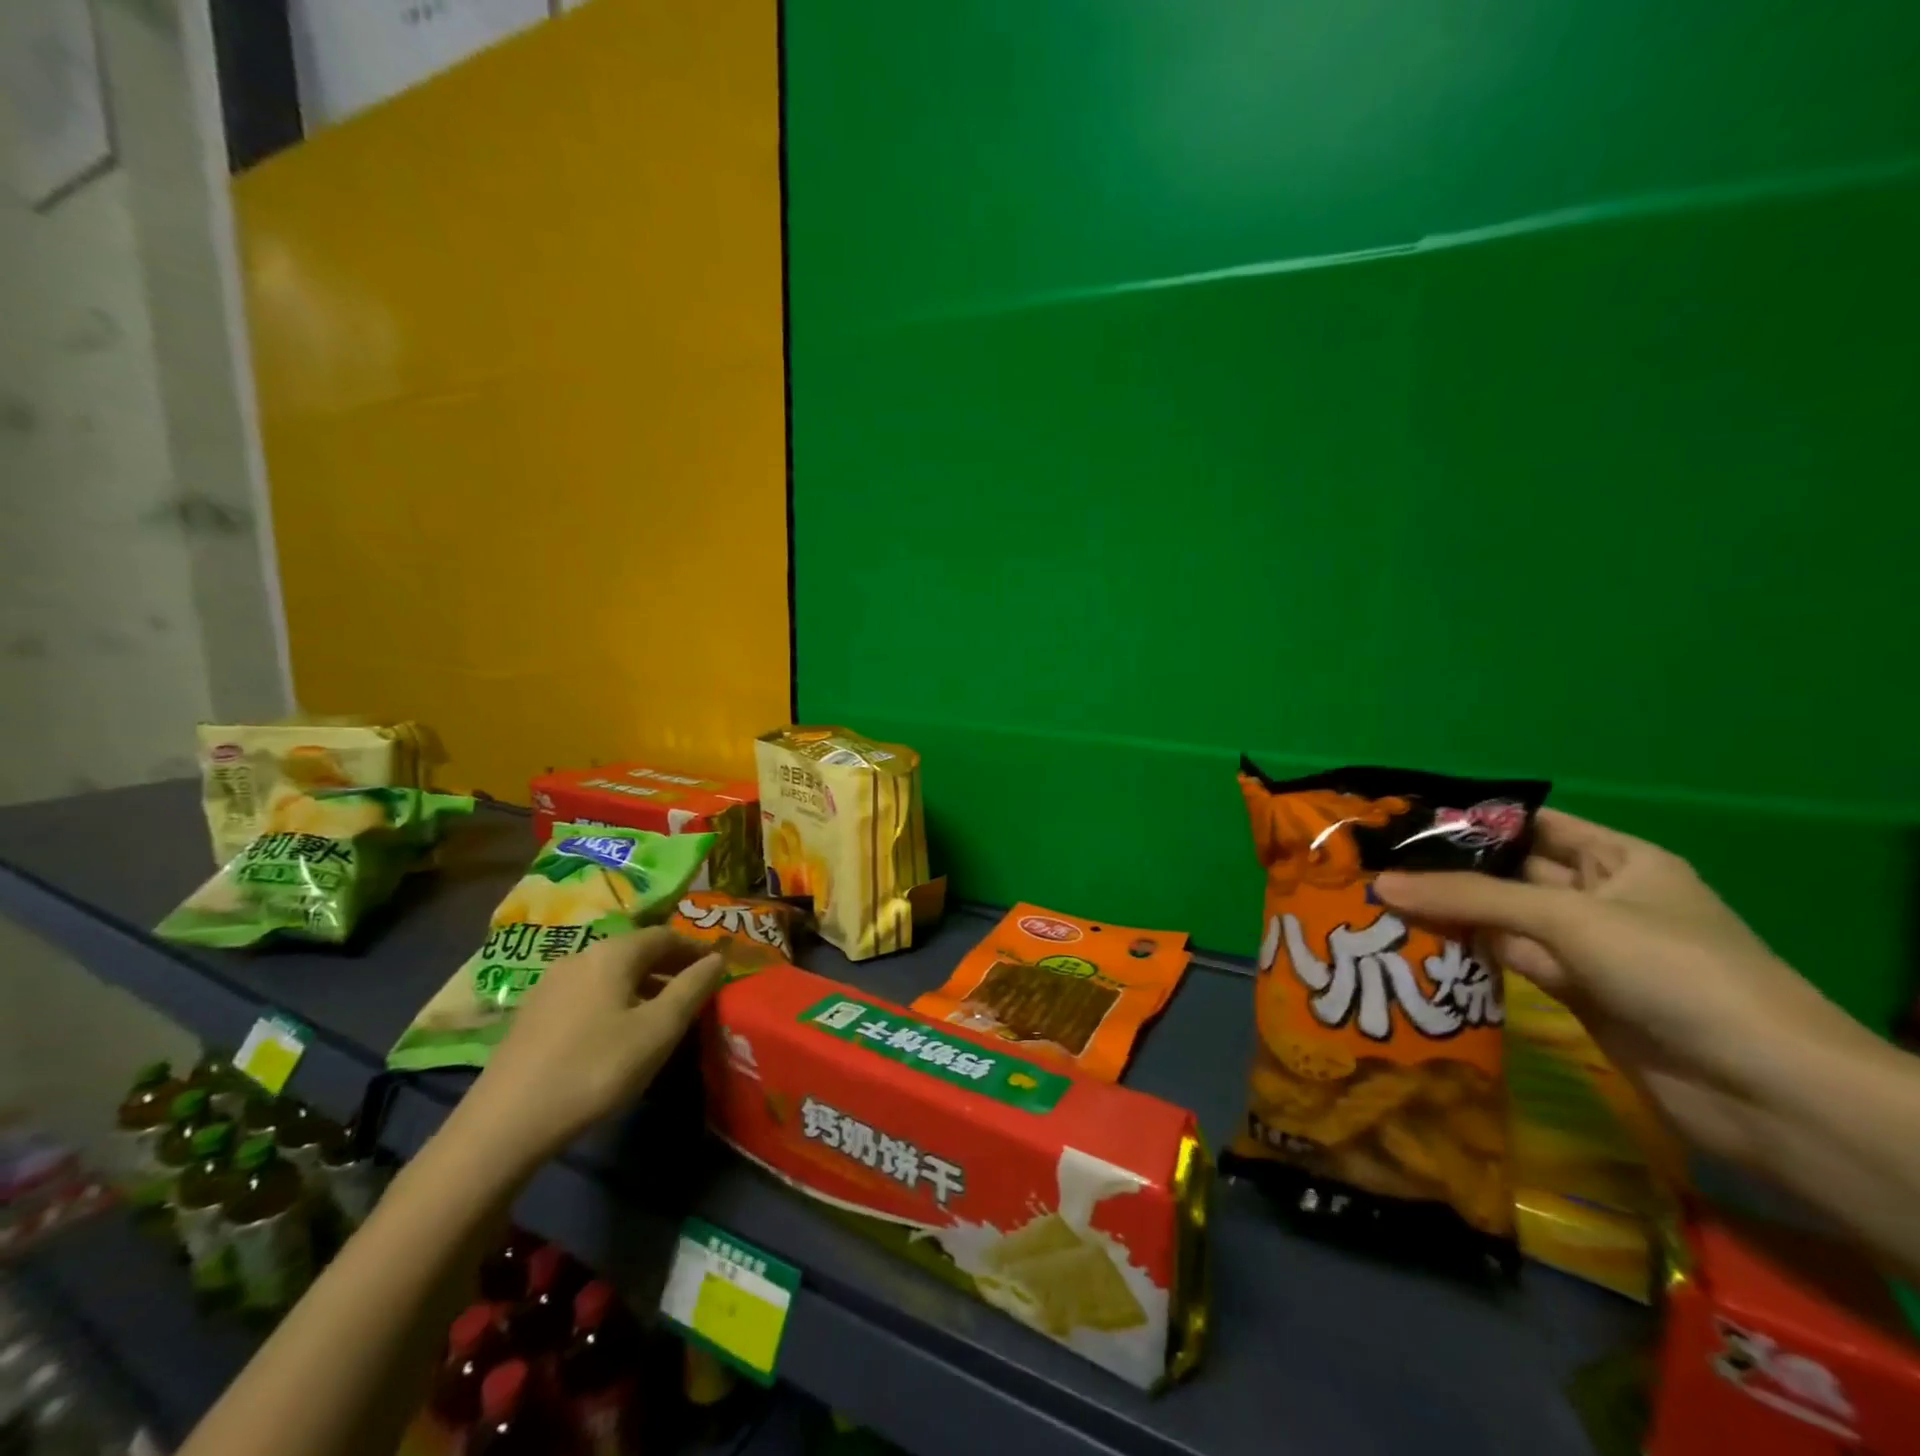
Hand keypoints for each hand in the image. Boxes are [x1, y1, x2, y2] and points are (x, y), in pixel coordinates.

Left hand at [456, 928, 725, 1170]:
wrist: (504, 1124)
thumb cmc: (596, 1068)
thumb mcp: (658, 1030)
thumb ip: (693, 988)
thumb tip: (718, 958)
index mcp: (612, 953)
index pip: (665, 935)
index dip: (694, 948)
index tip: (717, 967)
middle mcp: (580, 957)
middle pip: (635, 951)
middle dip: (669, 967)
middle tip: (695, 991)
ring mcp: (549, 985)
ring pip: (610, 974)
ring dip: (642, 986)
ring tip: (661, 1015)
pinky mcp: (531, 1016)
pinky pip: (587, 994)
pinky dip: (614, 1001)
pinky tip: (617, 1033)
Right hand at [1373, 809, 1875, 1168]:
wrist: (1762, 1089)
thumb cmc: (1673, 970)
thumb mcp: (1567, 918)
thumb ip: (1469, 898)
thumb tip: (1381, 884)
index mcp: (1617, 859)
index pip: (1530, 824)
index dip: (1469, 821)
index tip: (1400, 822)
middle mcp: (1599, 896)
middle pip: (1509, 872)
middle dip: (1447, 869)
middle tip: (1372, 864)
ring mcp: (1585, 948)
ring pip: (1502, 919)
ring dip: (1450, 914)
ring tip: (1376, 900)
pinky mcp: (1572, 992)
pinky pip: (1508, 960)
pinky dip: (1468, 954)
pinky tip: (1414, 944)